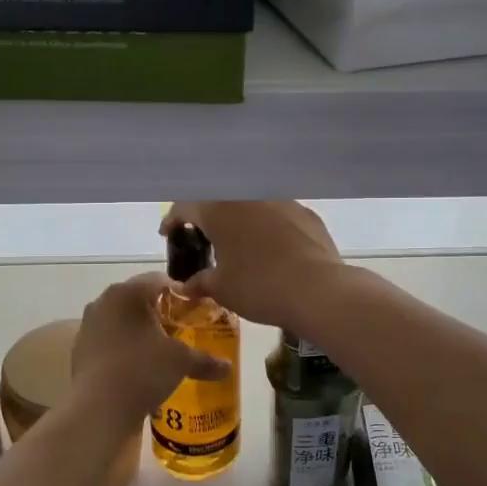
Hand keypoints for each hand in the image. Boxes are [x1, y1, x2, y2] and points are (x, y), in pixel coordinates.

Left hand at [71, 272, 228, 421]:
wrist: (98, 408)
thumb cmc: (143, 370)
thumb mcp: (181, 362)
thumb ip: (205, 360)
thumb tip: (227, 367)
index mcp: (129, 292)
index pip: (161, 280)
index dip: (181, 294)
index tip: (195, 312)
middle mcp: (104, 301)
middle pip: (139, 299)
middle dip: (160, 313)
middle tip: (180, 332)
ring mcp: (88, 325)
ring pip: (121, 320)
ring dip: (139, 331)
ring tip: (159, 353)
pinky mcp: (79, 349)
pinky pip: (108, 341)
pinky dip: (123, 348)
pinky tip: (137, 369)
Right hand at [160, 201, 344, 333]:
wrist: (318, 289)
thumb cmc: (259, 287)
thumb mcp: (221, 288)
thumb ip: (200, 282)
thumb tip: (188, 286)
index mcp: (218, 209)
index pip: (185, 207)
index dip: (173, 221)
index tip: (168, 234)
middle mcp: (248, 196)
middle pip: (218, 200)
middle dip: (206, 217)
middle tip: (201, 239)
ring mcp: (281, 200)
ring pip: (250, 204)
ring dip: (238, 219)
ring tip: (237, 242)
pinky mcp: (306, 213)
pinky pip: (277, 214)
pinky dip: (267, 226)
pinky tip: (271, 248)